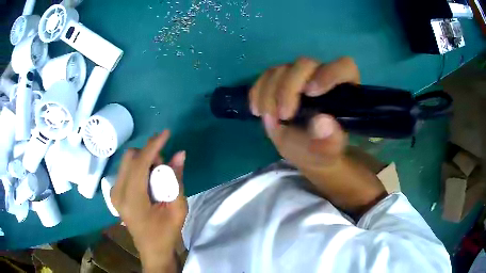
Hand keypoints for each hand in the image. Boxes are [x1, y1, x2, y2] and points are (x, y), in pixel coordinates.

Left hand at [111, 131, 186, 270]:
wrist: (152, 250)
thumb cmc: (166, 233)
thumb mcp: (177, 209)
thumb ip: (176, 180)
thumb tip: (179, 154)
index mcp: (132, 199)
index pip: (140, 163)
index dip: (153, 146)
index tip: (166, 133)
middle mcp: (118, 192)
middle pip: (130, 157)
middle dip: (149, 155)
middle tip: (163, 169)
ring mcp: (114, 192)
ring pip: (127, 161)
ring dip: (144, 161)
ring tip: (157, 178)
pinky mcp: (115, 193)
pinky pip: (126, 169)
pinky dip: (139, 168)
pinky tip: (149, 182)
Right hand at [250, 57, 385, 216]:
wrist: (305, 150)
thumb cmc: (322, 150)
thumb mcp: (327, 152)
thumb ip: (330, 141)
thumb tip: (323, 122)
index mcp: (344, 89)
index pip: (343, 67)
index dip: (328, 74)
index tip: (311, 93)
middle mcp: (322, 76)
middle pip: (304, 64)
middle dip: (288, 88)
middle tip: (283, 115)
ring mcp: (300, 77)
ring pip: (281, 69)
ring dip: (269, 92)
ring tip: (269, 118)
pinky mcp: (281, 80)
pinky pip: (265, 77)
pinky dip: (257, 92)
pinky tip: (257, 111)